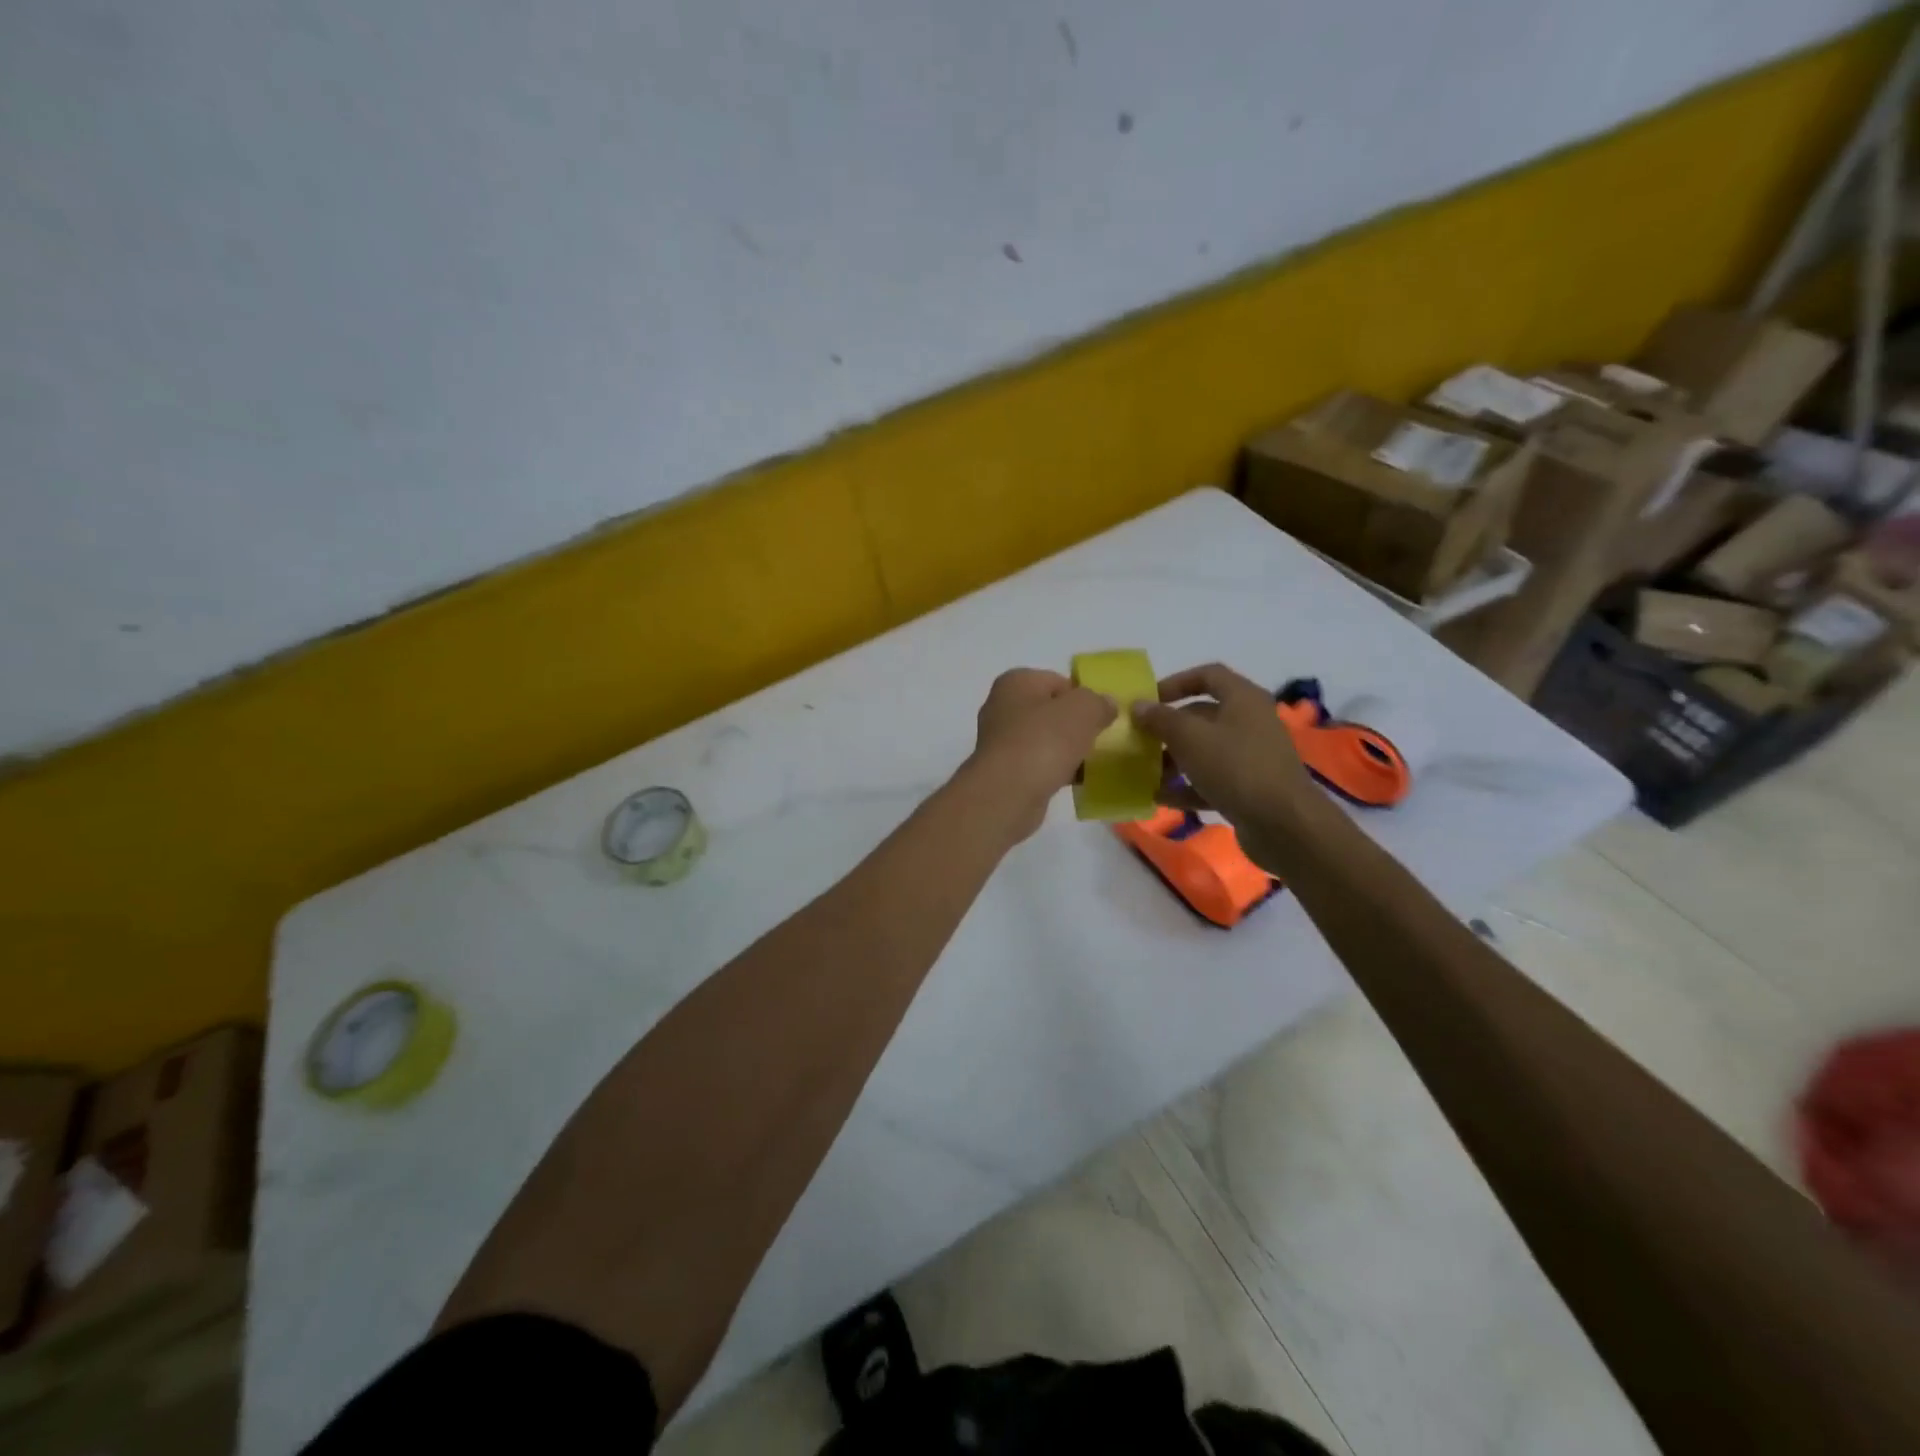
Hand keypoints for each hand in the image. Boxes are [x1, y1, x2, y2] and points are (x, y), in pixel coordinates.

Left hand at [963, 668, 1117, 840]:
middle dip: (1076, 725)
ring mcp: (1000, 741)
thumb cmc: (1044, 741)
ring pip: (1045, 739)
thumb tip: (1105, 705)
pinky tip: (1075, 781)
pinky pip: (1038, 764)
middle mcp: (1002, 706)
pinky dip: (1056, 770)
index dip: (1083, 697)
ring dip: (1067, 750)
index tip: (1101, 717)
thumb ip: (1098, 702)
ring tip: (1090, 762)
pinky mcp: (1004, 770)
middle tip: (1099, 739)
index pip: (1058, 681)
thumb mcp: (1083, 710)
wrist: (1008, 793)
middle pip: (1051, 711)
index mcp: (1016, 682)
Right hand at [1131, 663, 1325, 876]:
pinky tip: (1161, 798)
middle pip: (1203, 715)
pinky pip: (1211, 781)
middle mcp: (1250, 722)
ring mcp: (1251, 757)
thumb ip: (1161, 719)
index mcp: (1243, 699)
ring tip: (1145, 773)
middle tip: (1140, 740)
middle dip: (1169, 728)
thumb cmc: (1236, 767)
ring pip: (1205, 750)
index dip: (1176, 682)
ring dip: (1174, 760)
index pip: (1208, 675)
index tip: (1149, 699)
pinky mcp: (1249, 789)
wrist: (1284, 824)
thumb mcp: (1190, 738)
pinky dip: (1187, 787)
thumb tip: (1138, 705)